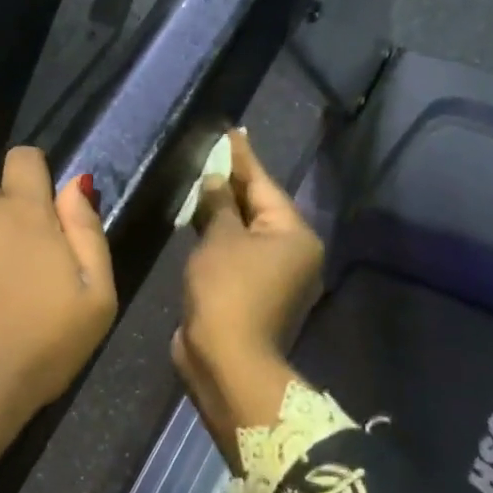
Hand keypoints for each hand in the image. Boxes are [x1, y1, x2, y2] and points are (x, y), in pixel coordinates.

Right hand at [172, 130, 323, 449]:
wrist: (226, 360)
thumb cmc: (227, 291)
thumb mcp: (220, 239)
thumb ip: (217, 204)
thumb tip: (215, 180)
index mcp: (293, 234)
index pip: (263, 184)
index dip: (242, 157)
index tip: (231, 131)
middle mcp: (291, 252)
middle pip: (258, 206)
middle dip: (231, 181)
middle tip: (212, 151)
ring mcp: (273, 275)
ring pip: (245, 230)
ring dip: (222, 209)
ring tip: (201, 178)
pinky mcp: (251, 292)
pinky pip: (235, 251)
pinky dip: (218, 234)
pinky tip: (199, 217)